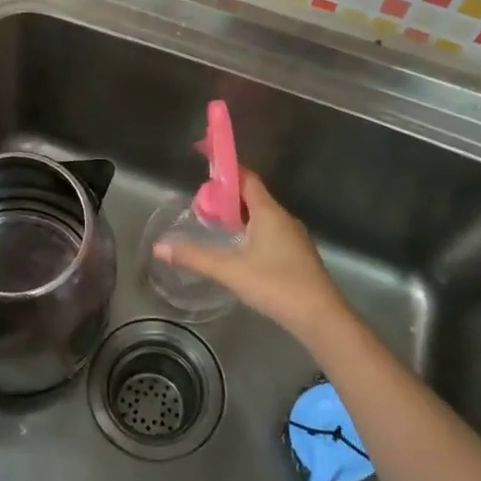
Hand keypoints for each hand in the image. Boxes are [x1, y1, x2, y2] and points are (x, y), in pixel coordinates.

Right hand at [155, 169, 352, 347]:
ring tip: (215, 226)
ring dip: (239, 215)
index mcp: (268, 212)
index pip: (246, 177)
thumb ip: (194, 257)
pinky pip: (270, 231)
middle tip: (201, 205)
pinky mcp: (297, 255)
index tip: (204, 163)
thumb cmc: (276, 285)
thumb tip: (159, 247)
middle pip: (252, 195)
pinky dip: (250, 231)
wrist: (321, 317)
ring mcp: (293, 236)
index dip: (225, 169)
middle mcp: (283, 218)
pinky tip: (238, 250)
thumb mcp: (230, 270)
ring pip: (261, 215)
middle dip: (226, 196)